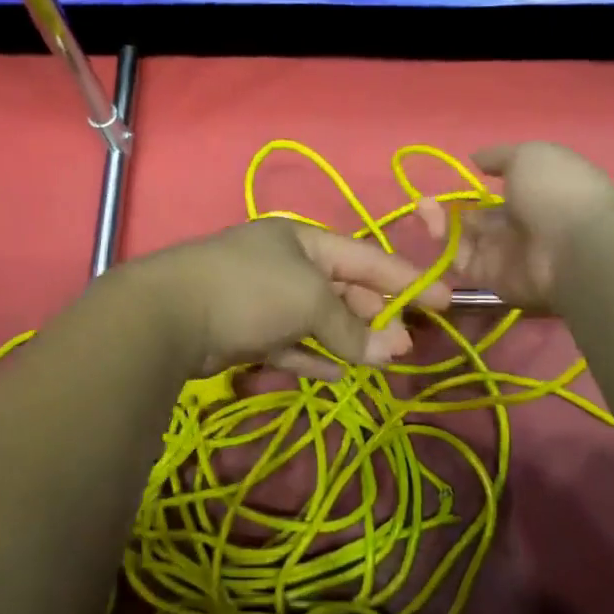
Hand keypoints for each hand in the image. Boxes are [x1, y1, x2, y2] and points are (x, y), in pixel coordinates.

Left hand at [129, 218, 450, 378]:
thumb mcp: (310, 300)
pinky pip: (290, 344)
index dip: (404, 277)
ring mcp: (261, 298)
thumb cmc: (251, 289)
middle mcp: (283, 263)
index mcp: (301, 239)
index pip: (364, 256)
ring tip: (383, 362)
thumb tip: (391, 353)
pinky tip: (340, 374)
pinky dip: (314, 357)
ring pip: (317, 319)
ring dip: (349, 340)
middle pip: (342, 288)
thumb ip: (351, 327)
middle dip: (376, 315)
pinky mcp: (244, 332)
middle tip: (407, 344)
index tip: (443, 300)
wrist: (170, 315)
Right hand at [416, 143, 613, 313]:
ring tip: (422, 209)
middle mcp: (521, 225)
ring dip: (440, 225)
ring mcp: (507, 255)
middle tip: (423, 201)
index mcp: (535, 194)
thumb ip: (498, 157)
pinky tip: (432, 229)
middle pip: (477, 219)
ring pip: (464, 240)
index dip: (474, 188)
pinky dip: (445, 249)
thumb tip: (476, 158)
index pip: (499, 193)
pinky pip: (463, 264)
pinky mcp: (493, 280)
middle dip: (449, 209)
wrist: (574, 248)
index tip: (450, 179)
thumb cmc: (556, 191)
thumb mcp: (529, 156)